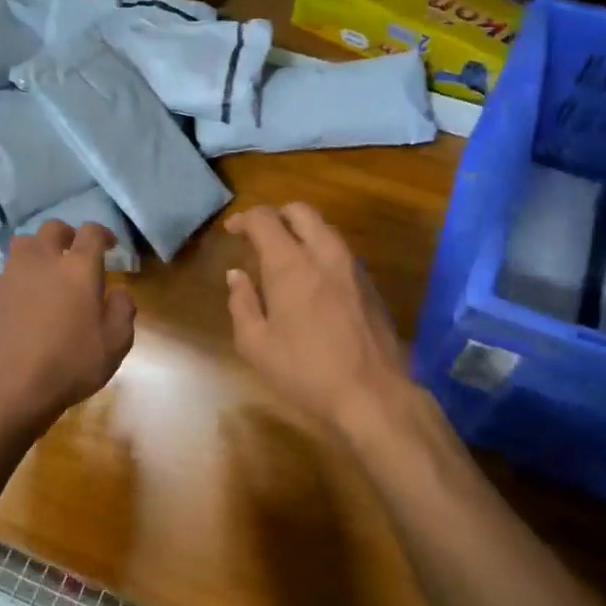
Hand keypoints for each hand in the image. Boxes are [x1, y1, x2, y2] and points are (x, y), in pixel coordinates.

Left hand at [0, 220, 135, 431]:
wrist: (10, 389)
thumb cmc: (71, 364)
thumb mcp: (116, 343)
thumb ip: (123, 309)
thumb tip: (117, 290)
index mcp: (78, 268)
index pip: (91, 232)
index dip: (103, 233)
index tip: (109, 245)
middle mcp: (42, 261)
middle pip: (52, 228)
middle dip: (67, 235)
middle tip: (74, 252)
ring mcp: (10, 275)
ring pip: (23, 245)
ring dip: (37, 251)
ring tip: (44, 272)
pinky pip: (4, 274)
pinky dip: (16, 279)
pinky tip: (20, 300)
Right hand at [225, 203, 414, 434]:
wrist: (373, 393)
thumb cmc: (305, 371)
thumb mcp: (256, 345)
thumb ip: (242, 303)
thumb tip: (237, 275)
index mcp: (290, 264)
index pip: (265, 219)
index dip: (244, 219)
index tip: (232, 231)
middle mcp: (324, 254)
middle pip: (301, 211)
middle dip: (276, 215)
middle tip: (259, 236)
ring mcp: (352, 267)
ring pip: (325, 228)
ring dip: (301, 231)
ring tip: (284, 257)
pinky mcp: (369, 284)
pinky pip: (340, 251)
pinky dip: (320, 250)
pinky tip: (312, 279)